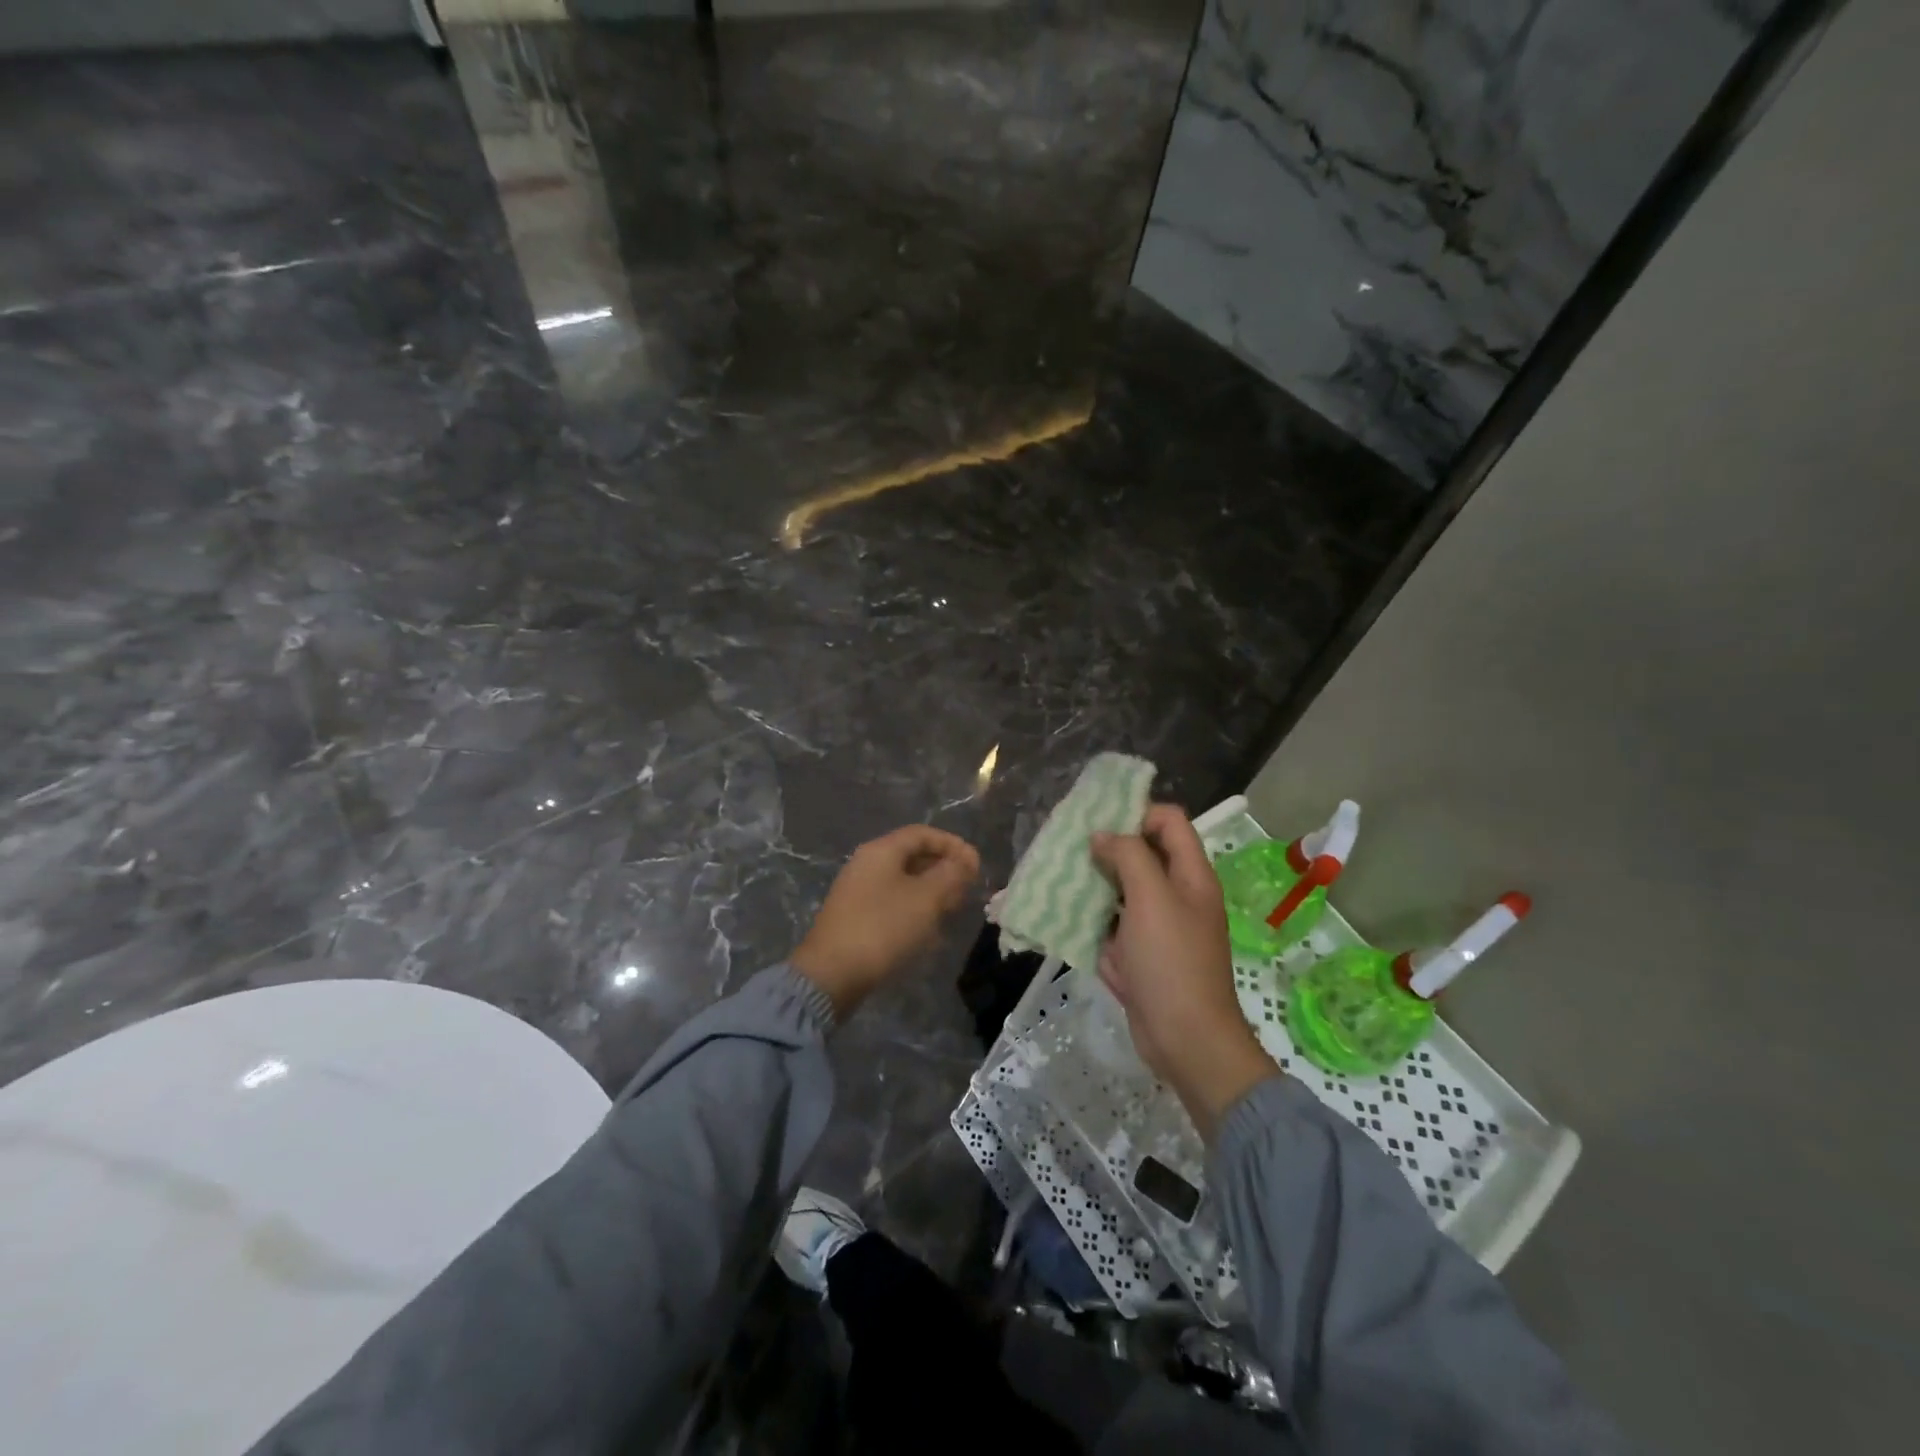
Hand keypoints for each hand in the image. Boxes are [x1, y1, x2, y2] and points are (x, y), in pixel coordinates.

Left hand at [792, 825, 980, 1017]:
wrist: (831, 974)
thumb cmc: (883, 928)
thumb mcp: (926, 899)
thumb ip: (950, 874)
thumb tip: (964, 861)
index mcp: (881, 851)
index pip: (923, 834)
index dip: (953, 844)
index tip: (976, 864)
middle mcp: (866, 864)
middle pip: (912, 856)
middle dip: (943, 869)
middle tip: (967, 888)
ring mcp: (858, 892)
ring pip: (904, 882)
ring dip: (931, 891)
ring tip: (953, 909)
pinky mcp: (856, 918)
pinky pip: (893, 903)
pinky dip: (915, 909)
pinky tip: (929, 932)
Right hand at [1091, 804, 1280, 1141]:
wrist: (1185, 1039)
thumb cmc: (1172, 961)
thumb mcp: (1151, 897)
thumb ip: (1128, 856)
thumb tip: (1102, 835)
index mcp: (1190, 874)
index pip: (1168, 821)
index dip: (1136, 812)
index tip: (1098, 821)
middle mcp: (1175, 894)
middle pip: (1141, 853)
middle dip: (1105, 846)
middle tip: (1067, 845)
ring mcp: (1156, 926)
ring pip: (1121, 889)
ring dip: (1092, 881)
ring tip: (1057, 874)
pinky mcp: (1138, 953)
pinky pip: (1110, 924)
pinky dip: (1089, 917)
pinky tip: (1060, 912)